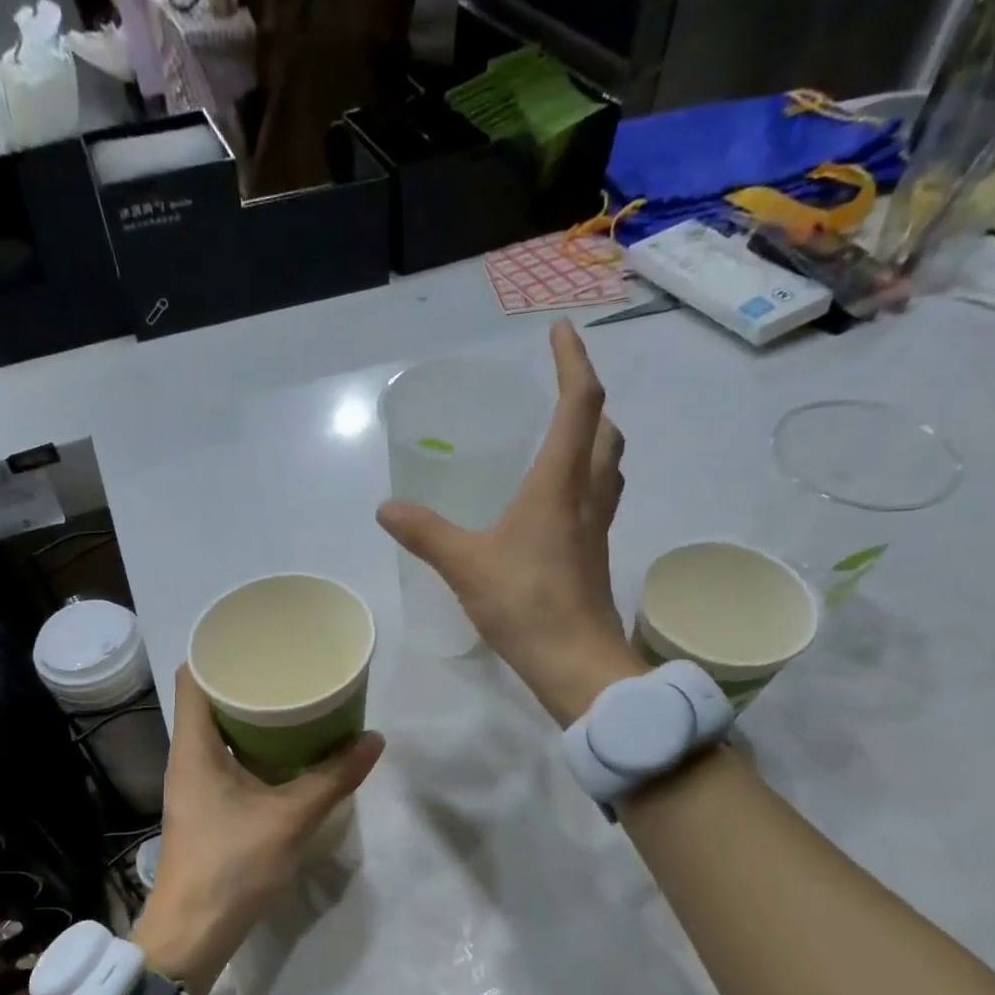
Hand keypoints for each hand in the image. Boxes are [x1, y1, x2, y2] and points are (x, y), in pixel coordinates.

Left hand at [134, 667, 383, 994]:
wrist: (193, 931)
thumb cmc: (233, 865)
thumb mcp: (291, 817)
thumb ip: (333, 778)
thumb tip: (374, 740)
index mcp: (194, 746)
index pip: (192, 676)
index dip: (218, 650)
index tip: (258, 638)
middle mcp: (187, 756)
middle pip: (209, 699)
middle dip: (247, 680)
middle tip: (290, 666)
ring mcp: (194, 783)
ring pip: (220, 731)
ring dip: (252, 715)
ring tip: (294, 700)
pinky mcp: (206, 806)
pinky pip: (227, 757)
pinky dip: (253, 745)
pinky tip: (286, 749)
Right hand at [377, 320, 646, 725]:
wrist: (574, 662)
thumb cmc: (525, 604)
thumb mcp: (465, 565)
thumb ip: (425, 533)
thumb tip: (386, 508)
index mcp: (559, 484)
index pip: (579, 404)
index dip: (573, 362)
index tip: (559, 332)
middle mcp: (586, 497)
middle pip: (605, 431)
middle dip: (588, 400)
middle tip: (562, 390)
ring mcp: (595, 529)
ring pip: (609, 467)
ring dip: (595, 440)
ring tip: (566, 438)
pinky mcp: (593, 557)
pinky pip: (597, 501)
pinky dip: (585, 481)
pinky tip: (556, 505)